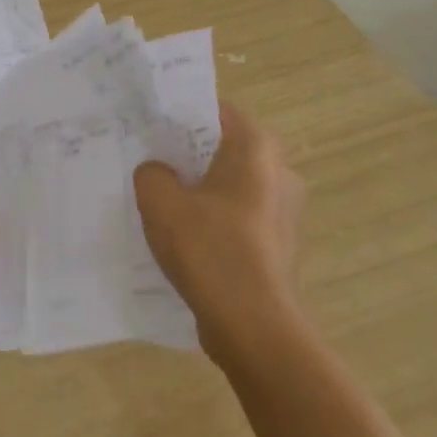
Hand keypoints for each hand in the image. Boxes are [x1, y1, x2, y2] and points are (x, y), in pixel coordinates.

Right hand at [133, 103, 305, 352]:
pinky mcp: (280, 245)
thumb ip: (152, 173)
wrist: (253, 325)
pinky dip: (216, 223)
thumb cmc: (209, 249)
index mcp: (257, 148)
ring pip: (233, 187)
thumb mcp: (160, 202)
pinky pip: (240, 219)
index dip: (182, 115)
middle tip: (151, 165)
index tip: (151, 127)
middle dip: (189, 156)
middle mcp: (280, 171)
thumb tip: (158, 172)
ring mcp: (285, 211)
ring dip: (202, 193)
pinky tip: (186, 242)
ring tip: (163, 206)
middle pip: (225, 150)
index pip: (216, 111)